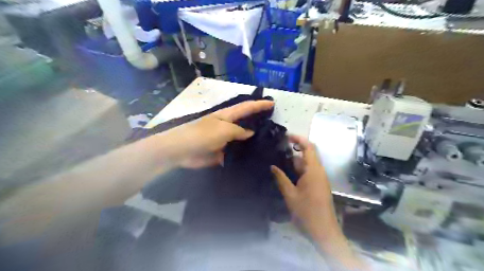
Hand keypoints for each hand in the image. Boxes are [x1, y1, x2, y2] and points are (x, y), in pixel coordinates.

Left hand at [160, 100, 273, 167]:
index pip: (246, 107)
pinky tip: (255, 157)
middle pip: (246, 123)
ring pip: (242, 139)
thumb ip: (239, 131)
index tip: (272, 103)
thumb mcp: (223, 129)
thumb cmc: (202, 135)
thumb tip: (251, 133)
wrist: (181, 151)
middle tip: (275, 127)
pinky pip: (236, 152)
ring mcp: (225, 140)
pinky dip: (244, 154)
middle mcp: (228, 126)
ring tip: (270, 144)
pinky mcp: (222, 152)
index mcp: (227, 115)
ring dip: (253, 141)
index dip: (259, 105)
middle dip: (259, 122)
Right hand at [271, 137, 366, 269]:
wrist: (324, 231)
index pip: (309, 147)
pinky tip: (286, 172)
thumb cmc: (307, 212)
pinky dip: (298, 169)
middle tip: (278, 148)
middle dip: (294, 149)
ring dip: (295, 160)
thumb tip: (272, 166)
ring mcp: (319, 179)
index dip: (299, 139)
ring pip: (307, 163)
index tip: (286, 136)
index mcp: (313, 171)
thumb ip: (281, 178)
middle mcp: (318, 171)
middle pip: (308, 154)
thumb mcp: (290, 195)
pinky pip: (308, 171)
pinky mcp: (318, 185)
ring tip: (278, 158)